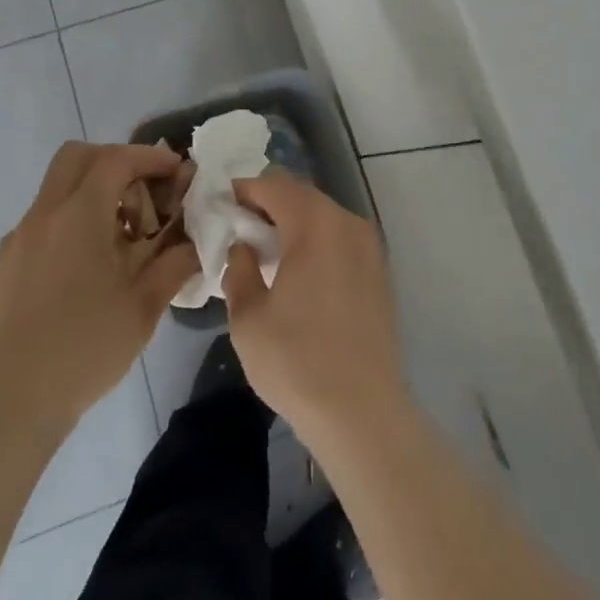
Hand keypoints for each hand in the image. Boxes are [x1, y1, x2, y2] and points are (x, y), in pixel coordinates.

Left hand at [0, 142, 198, 438]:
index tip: (176, 171)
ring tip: (120, 238)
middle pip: (77, 157)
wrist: (8, 406)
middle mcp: (43, 215)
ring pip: (56, 189)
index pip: (116, 160)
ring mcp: (17, 239)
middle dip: (115, 162)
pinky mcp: (2, 266)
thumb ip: (175, 262)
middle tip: (143, 192)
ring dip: (92, 193)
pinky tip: (85, 269)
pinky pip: (42, 222)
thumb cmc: (84, 349)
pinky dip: (70, 222)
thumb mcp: (144, 307)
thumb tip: (196, 240)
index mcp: (78, 215)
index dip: (150, 157)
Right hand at [221, 172, 407, 450]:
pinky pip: (340, 238)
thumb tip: (243, 246)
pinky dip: (316, 242)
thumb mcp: (248, 317)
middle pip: (301, 196)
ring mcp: (369, 246)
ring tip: (266, 252)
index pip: (273, 186)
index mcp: (315, 224)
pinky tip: (299, 273)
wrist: (363, 412)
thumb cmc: (297, 361)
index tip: (220, 206)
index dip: (243, 191)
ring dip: (293, 223)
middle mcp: (347, 223)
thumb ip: (239, 269)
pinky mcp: (379, 271)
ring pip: (323, 216)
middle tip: (239, 229)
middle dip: (268, 205)